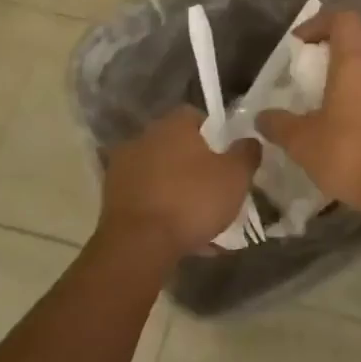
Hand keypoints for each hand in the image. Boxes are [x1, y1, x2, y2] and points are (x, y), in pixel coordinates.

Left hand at [99, 107, 260, 264]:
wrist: (138, 246)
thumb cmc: (192, 200)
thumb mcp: (236, 176)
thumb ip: (246, 153)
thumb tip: (249, 140)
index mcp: (172, 125)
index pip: (195, 115)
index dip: (214, 132)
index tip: (226, 154)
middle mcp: (143, 139)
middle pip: (175, 144)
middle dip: (194, 162)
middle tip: (215, 185)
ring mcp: (122, 169)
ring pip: (160, 173)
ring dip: (176, 187)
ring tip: (198, 216)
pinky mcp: (111, 200)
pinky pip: (146, 198)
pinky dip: (160, 209)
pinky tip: (178, 233)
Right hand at [256, 10, 360, 210]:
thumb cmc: (350, 152)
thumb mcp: (303, 141)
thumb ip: (279, 125)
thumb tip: (261, 118)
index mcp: (356, 59)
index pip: (344, 18)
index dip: (319, 22)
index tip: (298, 44)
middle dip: (334, 38)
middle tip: (311, 60)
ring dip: (350, 62)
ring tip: (324, 86)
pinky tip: (344, 111)